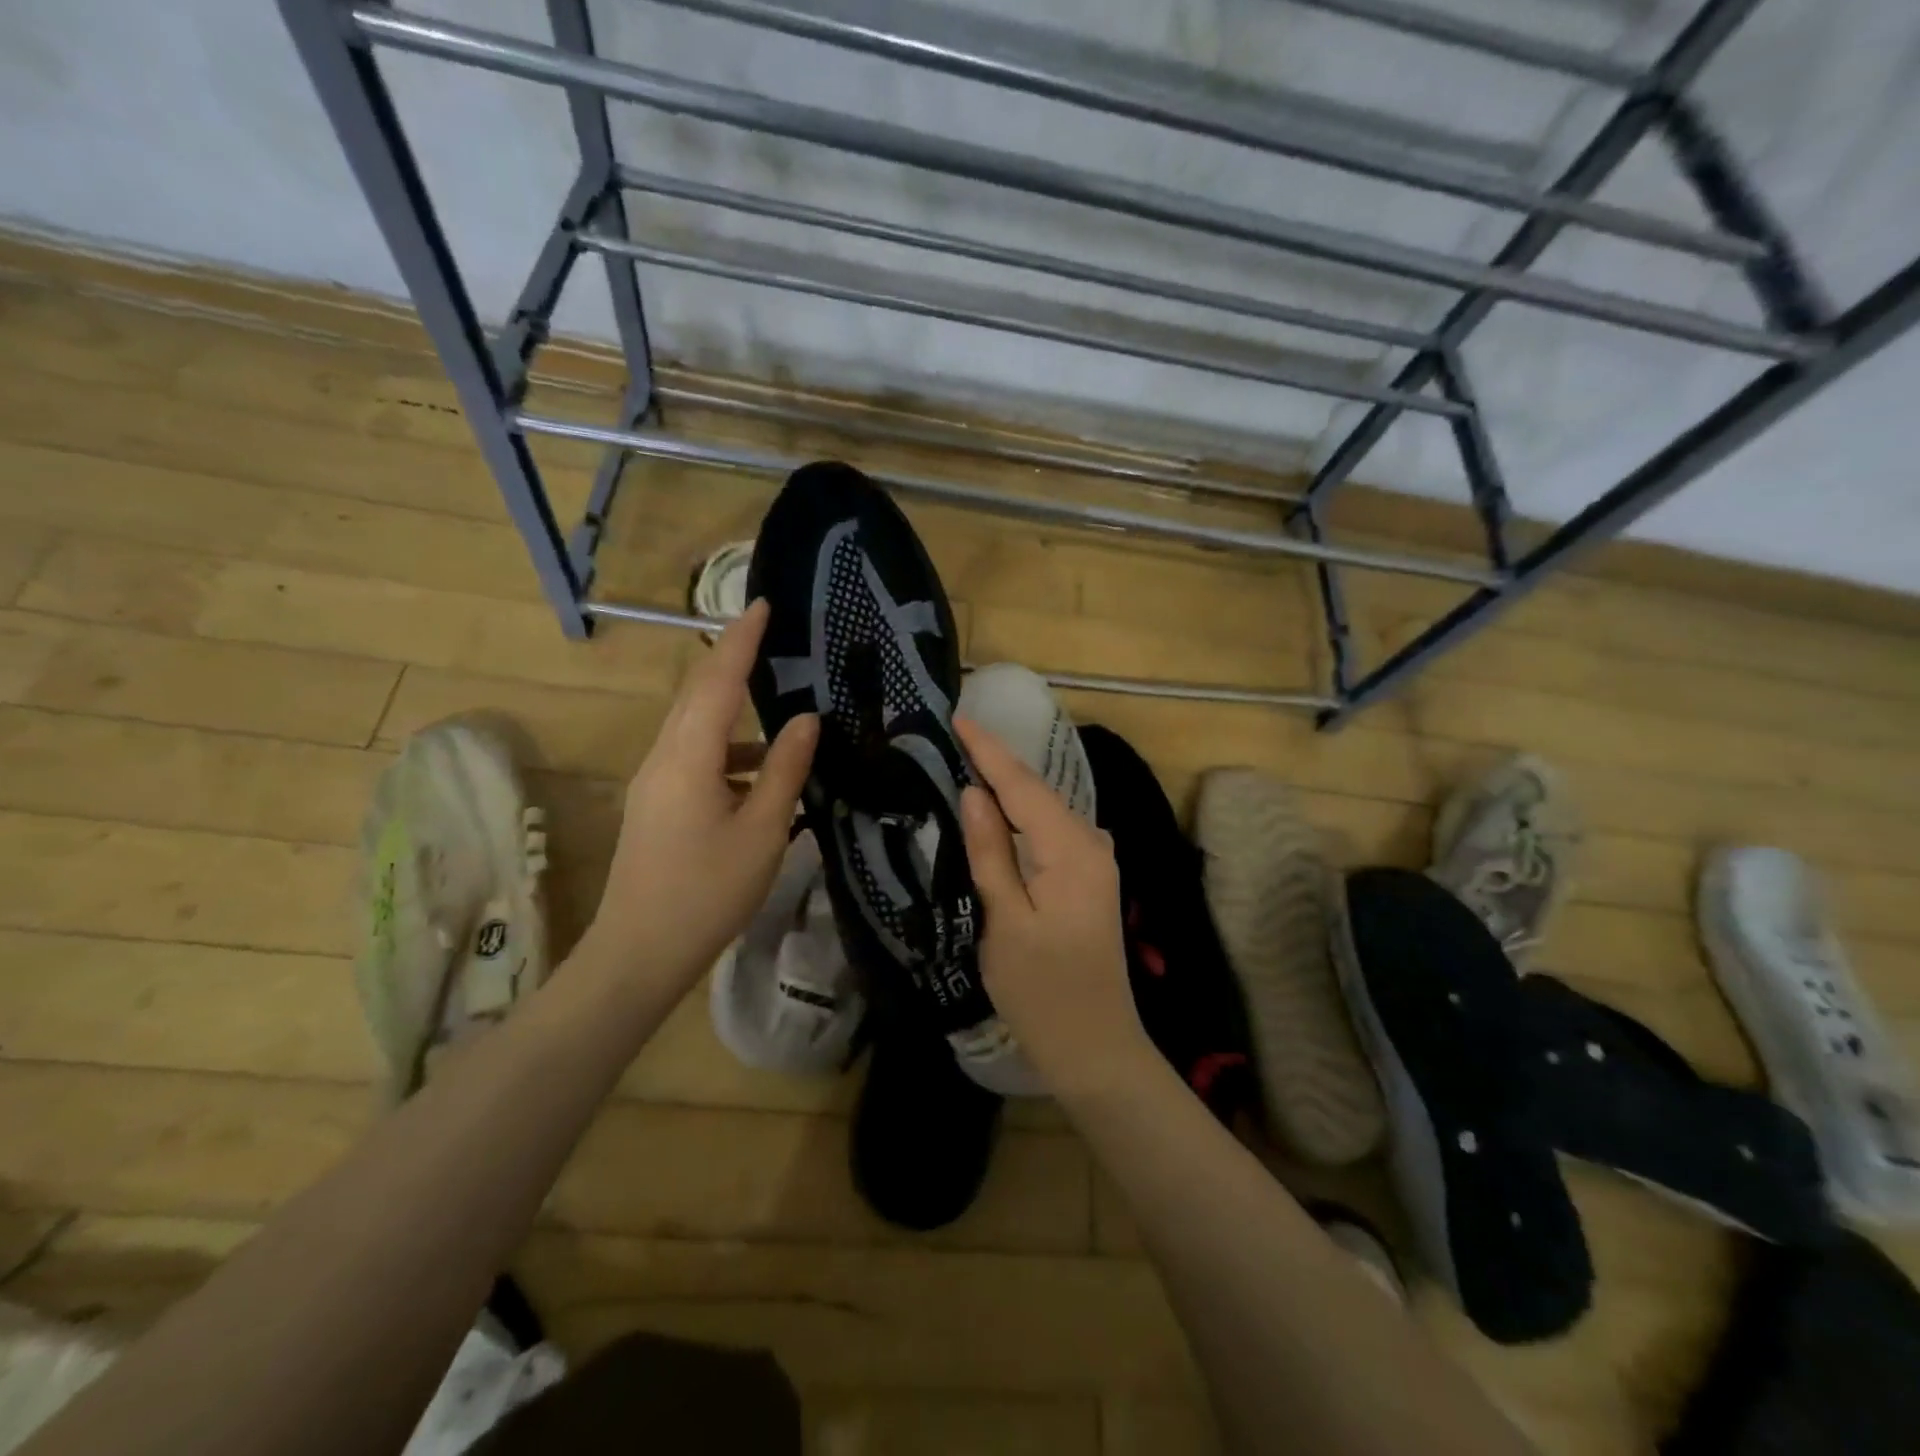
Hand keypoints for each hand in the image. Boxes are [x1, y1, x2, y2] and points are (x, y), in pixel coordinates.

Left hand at [583, 600, 816, 1000]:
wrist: (639, 954)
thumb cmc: (707, 891)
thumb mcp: (762, 830)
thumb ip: (784, 769)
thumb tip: (806, 720)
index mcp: (687, 757)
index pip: (716, 680)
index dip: (741, 640)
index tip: (763, 604)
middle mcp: (663, 758)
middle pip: (698, 695)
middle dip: (732, 661)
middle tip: (770, 638)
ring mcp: (654, 783)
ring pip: (696, 728)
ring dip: (734, 713)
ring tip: (780, 711)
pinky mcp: (656, 805)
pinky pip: (694, 758)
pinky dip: (729, 752)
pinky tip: (761, 775)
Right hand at [956, 716, 1152, 1099]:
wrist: (1096, 1046)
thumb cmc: (1042, 991)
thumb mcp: (1004, 921)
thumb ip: (990, 852)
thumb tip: (974, 793)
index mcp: (1070, 849)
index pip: (1021, 785)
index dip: (987, 750)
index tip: (956, 717)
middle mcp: (1091, 842)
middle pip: (1036, 790)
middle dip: (996, 760)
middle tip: (952, 735)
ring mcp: (1095, 860)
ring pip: (1044, 809)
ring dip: (1008, 785)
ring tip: (966, 759)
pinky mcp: (1089, 877)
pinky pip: (1050, 830)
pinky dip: (1022, 813)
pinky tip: (998, 807)